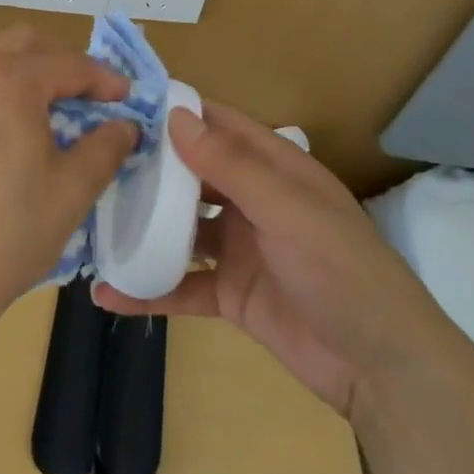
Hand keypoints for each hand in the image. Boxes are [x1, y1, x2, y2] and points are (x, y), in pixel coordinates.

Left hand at [0, 26, 137, 341]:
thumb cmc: (11, 230)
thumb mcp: (74, 187)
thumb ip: (106, 145)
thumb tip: (125, 125)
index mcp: (8, 79)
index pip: (69, 64)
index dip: (105, 80)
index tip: (128, 99)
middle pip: (27, 44)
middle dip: (64, 64)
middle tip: (91, 99)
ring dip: (32, 75)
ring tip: (57, 115)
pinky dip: (4, 92)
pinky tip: (19, 132)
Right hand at [93, 101, 457, 420]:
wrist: (384, 370)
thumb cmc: (342, 271)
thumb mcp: (287, 210)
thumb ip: (231, 165)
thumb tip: (175, 116)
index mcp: (273, 169)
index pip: (217, 126)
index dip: (175, 112)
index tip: (121, 103)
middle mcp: (252, 201)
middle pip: (191, 174)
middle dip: (147, 167)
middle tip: (90, 159)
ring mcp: (239, 248)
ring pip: (180, 228)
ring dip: (142, 225)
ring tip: (90, 217)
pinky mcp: (231, 294)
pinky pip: (182, 285)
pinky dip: (149, 288)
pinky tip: (107, 293)